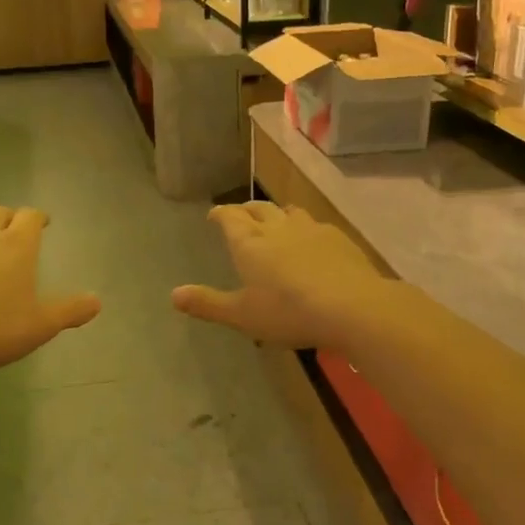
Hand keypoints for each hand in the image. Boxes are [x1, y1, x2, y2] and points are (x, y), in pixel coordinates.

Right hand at [173, 202, 391, 350]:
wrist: (351, 307)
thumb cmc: (288, 312)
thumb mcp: (242, 315)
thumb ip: (208, 303)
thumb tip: (173, 295)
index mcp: (249, 243)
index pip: (229, 217)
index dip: (220, 214)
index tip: (214, 215)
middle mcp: (277, 227)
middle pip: (258, 209)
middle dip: (246, 210)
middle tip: (240, 216)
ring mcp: (310, 229)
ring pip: (288, 212)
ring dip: (277, 214)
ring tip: (275, 223)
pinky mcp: (338, 237)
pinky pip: (315, 224)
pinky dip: (305, 229)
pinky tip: (311, 242)